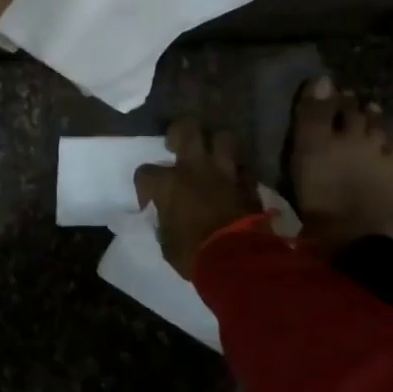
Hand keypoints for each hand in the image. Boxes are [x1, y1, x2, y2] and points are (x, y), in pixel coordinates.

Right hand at [133, 120, 264, 279]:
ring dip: (216, 146)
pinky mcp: (248, 184)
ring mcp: (225, 173)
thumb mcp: (168, 243)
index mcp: (169, 184)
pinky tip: (235, 182)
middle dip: (180, 132)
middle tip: (177, 145)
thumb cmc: (194, 255)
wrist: (238, 262)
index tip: (149, 201)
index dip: (143, 185)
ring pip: (223, 138)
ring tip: (212, 157)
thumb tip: (167, 217)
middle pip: (187, 129)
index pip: (145, 172)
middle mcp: (195, 169)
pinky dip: (238, 173)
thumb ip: (165, 222)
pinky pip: (243, 168)